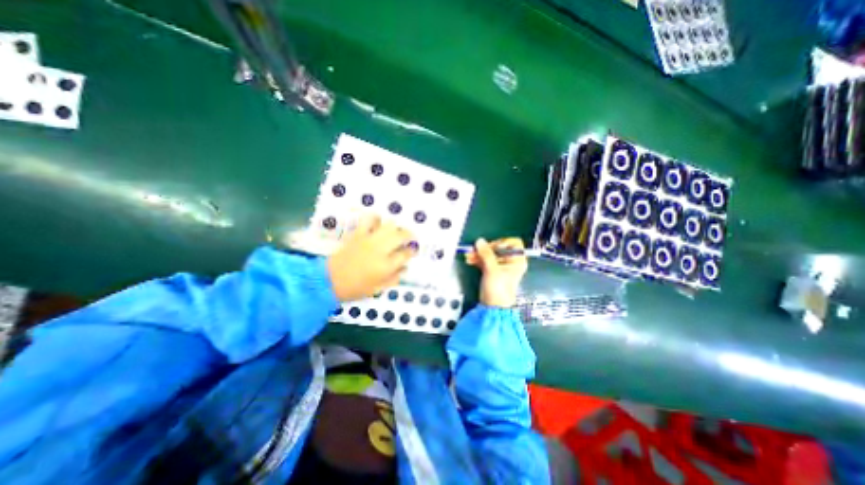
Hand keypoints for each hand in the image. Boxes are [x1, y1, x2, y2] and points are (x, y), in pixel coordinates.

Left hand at [326, 214, 416, 301]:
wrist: (329, 280)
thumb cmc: (355, 288)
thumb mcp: (378, 289)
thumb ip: (394, 278)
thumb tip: (405, 268)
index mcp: (386, 266)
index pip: (406, 254)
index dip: (412, 251)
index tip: (413, 250)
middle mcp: (380, 250)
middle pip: (400, 235)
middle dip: (409, 234)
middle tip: (410, 237)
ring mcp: (369, 240)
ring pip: (388, 226)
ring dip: (395, 226)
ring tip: (397, 229)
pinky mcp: (358, 234)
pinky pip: (369, 220)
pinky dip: (375, 218)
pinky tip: (378, 221)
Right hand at [466, 236, 527, 308]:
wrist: (493, 307)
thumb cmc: (498, 289)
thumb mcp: (492, 269)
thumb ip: (486, 254)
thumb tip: (479, 241)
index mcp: (517, 260)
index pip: (514, 243)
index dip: (503, 243)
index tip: (492, 247)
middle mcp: (510, 261)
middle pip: (499, 247)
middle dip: (486, 248)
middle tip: (476, 250)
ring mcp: (500, 266)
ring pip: (490, 254)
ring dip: (479, 253)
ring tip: (469, 255)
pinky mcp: (492, 270)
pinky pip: (485, 260)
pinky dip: (478, 259)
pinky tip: (470, 259)